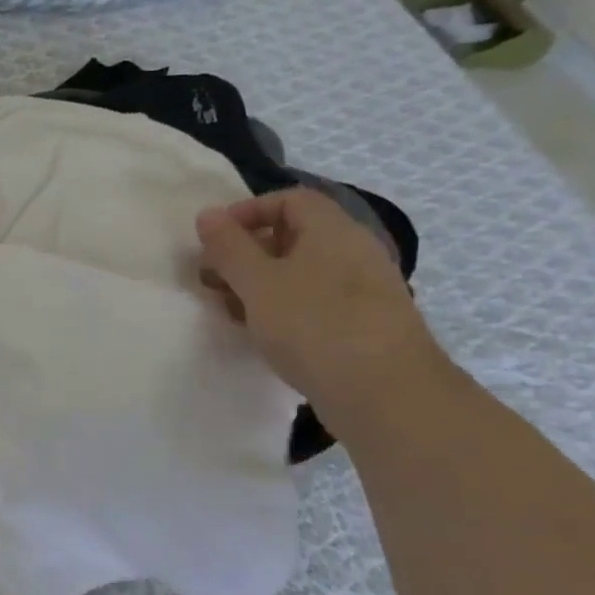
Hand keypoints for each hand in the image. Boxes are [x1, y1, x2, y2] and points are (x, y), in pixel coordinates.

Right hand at [196, 189, 449, 424]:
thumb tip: (207, 214)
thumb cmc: (314, 326)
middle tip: (216, 280)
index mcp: (332, 229)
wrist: (387, 395)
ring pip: (304, 273)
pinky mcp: (367, 326)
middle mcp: (354, 251)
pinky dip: (287, 310)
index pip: (288, 200)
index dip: (247, 212)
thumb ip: (229, 247)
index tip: (215, 241)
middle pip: (294, 236)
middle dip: (248, 253)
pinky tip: (268, 336)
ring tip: (234, 312)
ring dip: (263, 285)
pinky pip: (318, 303)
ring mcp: (365, 290)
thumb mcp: (258, 283)